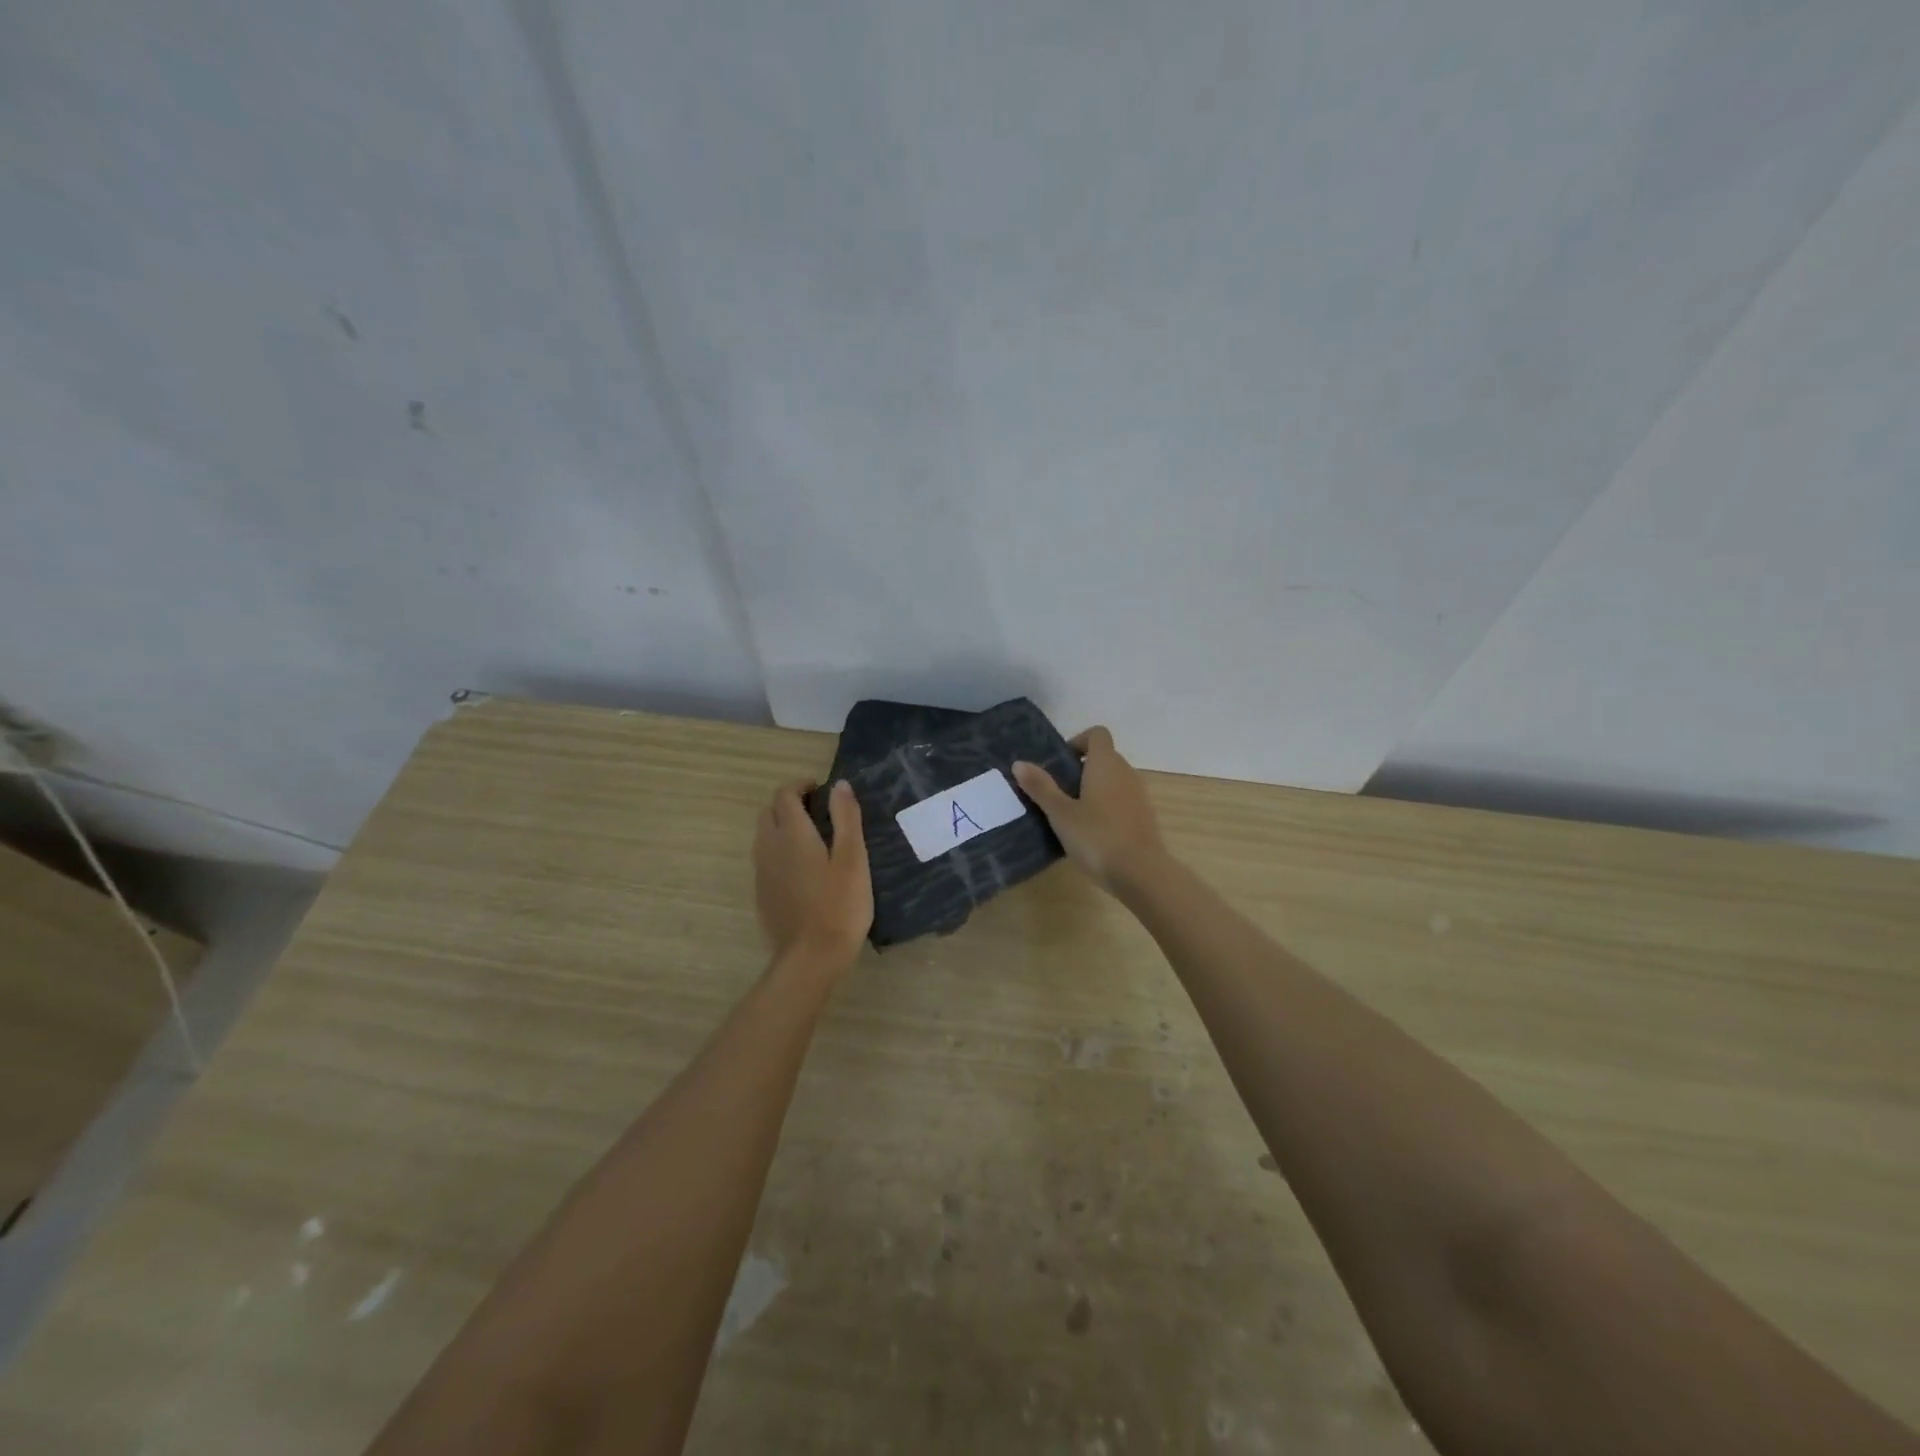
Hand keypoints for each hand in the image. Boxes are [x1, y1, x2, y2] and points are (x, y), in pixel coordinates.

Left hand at [754, 780, 872, 971]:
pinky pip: (766, 860)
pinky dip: (780, 851)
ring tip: (812, 838)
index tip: (822, 789)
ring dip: (782, 827)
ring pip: (764, 836)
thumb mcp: (853, 858)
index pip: (785, 795)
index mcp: (792, 834)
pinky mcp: (762, 894)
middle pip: (769, 813)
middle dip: (789, 804)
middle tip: (818, 811)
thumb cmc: (839, 905)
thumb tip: (839, 784)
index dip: (801, 786)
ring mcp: (762, 873)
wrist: (811, 958)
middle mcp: (770, 848)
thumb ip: (846, 817)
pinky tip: (803, 869)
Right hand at [1013, 727, 1166, 893]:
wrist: (1141, 873)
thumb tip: (1019, 763)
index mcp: (1106, 764)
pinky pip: (1122, 801)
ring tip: (1072, 816)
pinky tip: (1092, 833)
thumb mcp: (1061, 813)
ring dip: (1094, 790)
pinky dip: (1107, 807)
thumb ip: (1041, 787)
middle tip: (1058, 794)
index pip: (1097, 734)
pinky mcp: (1145, 817)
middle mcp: (1126, 772)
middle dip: (1081, 769)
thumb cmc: (1097, 837)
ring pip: (1114, 780)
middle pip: (1104, 757)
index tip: (1060, 764)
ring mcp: (1139, 795)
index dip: (1078, 742)